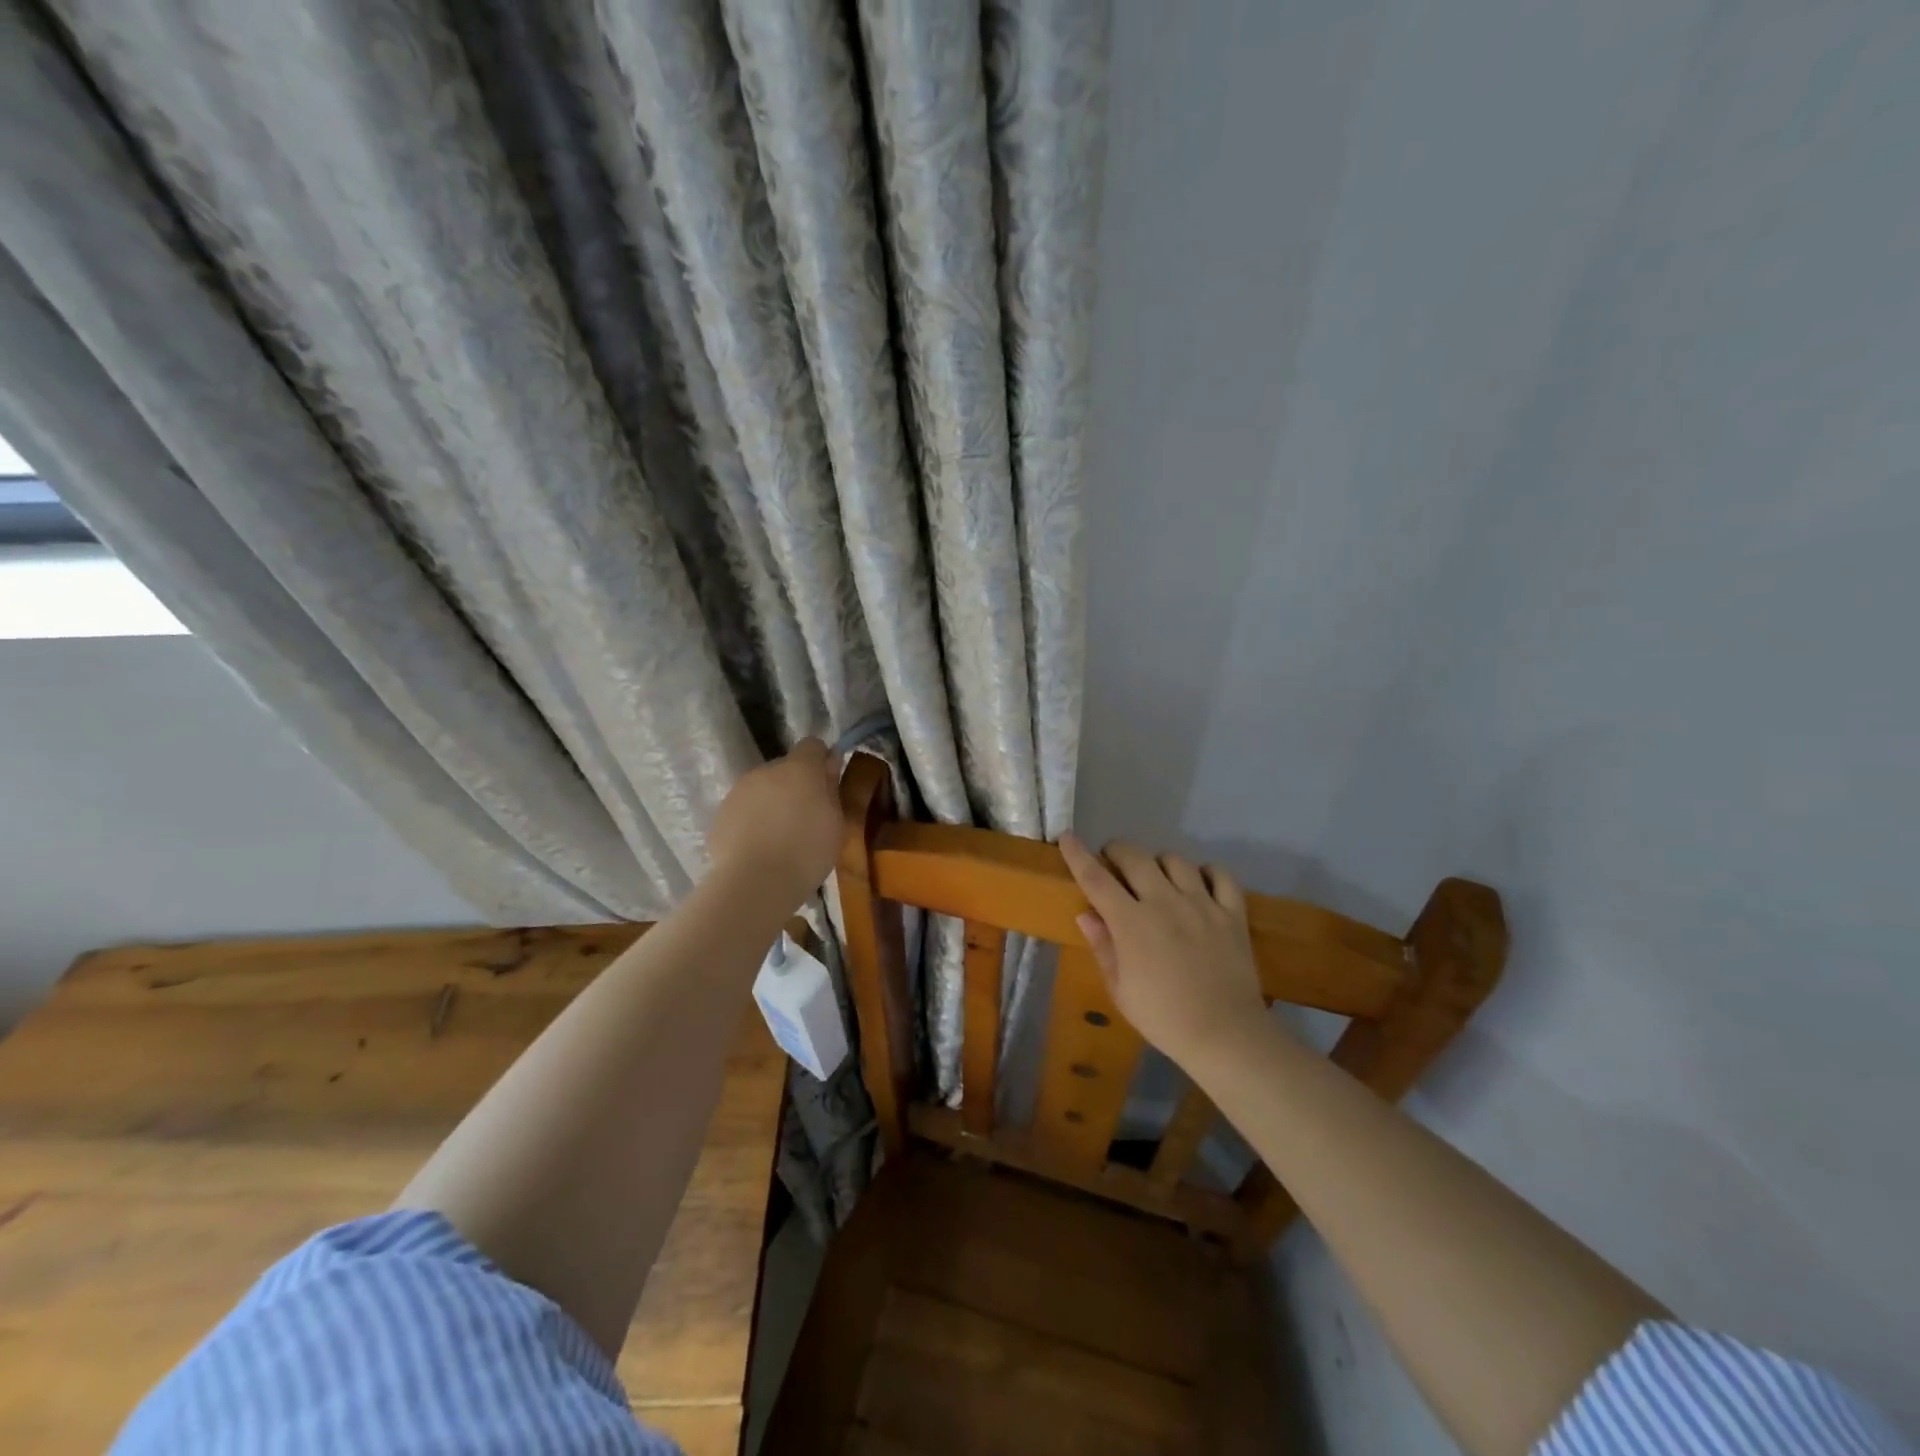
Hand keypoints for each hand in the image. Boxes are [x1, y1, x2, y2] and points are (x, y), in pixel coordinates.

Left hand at [706, 738, 842, 902]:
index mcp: (799, 768)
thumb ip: (832, 787)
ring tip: (780, 839)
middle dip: (795, 786)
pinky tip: (758, 850)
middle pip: (785, 768)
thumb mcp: (836, 822)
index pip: (812, 745)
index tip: (827, 785)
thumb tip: (830, 761)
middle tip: (806, 819)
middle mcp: (766, 771)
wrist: (755, 883)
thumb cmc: (807, 852)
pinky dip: (752, 822)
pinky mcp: (720, 814)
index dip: (821, 761)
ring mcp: (738, 791)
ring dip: (772, 804)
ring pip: (761, 789)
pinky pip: (743, 810)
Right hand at [1059, 833, 1268, 1068]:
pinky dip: (1207, 872)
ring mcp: (1201, 904)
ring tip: (1156, 878)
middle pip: (1135, 857)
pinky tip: (1199, 884)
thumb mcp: (1120, 990)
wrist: (1225, 1036)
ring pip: (1175, 861)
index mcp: (1131, 923)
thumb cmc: (1163, 1018)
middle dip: (1117, 851)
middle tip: (1112, 862)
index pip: (1096, 878)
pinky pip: (1220, 875)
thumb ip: (1103, 947)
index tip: (1067, 837)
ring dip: (1158, 863)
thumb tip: (1086, 913)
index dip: (1078, 855)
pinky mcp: (1232, 913)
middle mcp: (1164, 902)